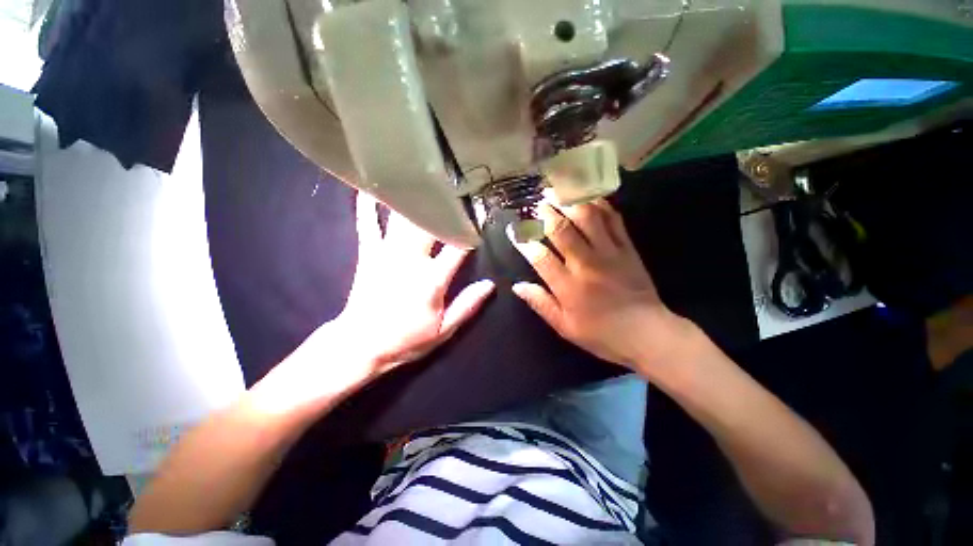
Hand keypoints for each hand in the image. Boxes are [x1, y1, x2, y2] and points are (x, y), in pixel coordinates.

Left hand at [337, 192, 494, 374]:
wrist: (360, 345)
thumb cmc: (406, 339)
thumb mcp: (443, 331)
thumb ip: (467, 306)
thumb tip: (490, 284)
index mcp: (431, 280)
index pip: (457, 247)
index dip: (471, 227)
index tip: (482, 210)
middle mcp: (410, 260)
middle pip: (429, 224)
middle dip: (443, 203)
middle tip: (455, 181)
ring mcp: (386, 254)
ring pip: (401, 218)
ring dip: (413, 197)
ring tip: (423, 174)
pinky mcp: (368, 253)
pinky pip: (367, 223)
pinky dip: (367, 204)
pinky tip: (370, 186)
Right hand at [510, 200, 694, 374]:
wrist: (647, 333)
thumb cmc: (601, 333)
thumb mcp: (564, 326)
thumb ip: (540, 304)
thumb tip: (517, 286)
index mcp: (568, 287)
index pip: (540, 257)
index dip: (524, 241)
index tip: (514, 230)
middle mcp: (586, 265)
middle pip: (561, 231)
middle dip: (545, 214)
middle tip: (536, 204)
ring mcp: (609, 253)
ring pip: (587, 219)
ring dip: (570, 202)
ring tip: (558, 192)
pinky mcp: (627, 248)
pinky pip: (613, 220)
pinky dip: (600, 205)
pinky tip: (589, 197)